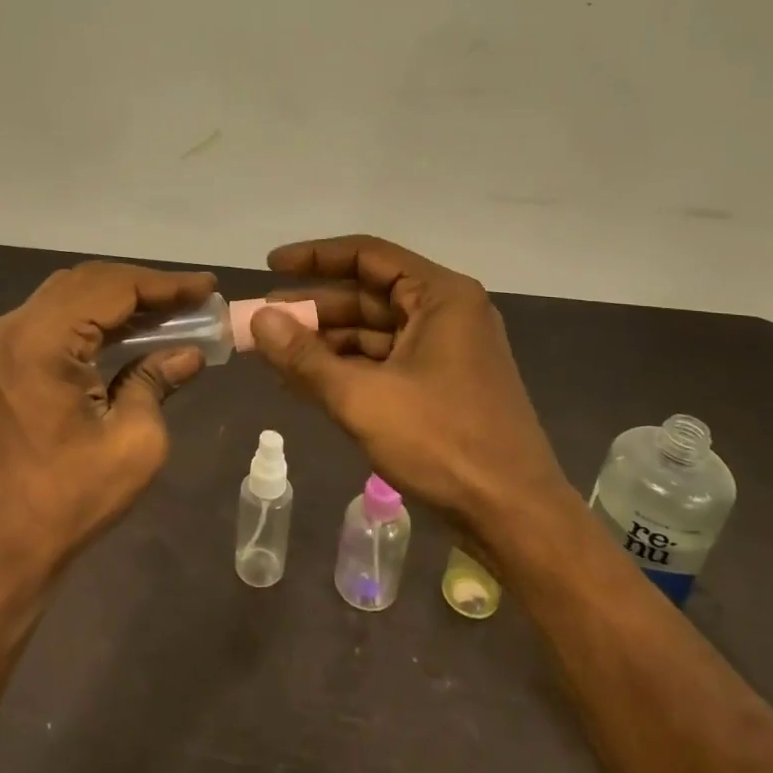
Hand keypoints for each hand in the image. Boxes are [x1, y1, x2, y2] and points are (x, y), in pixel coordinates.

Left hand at [0, 261, 216, 581]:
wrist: (1, 546)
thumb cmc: (69, 499)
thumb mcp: (134, 441)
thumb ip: (157, 381)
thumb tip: (190, 353)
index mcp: (43, 340)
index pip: (114, 288)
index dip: (167, 284)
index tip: (209, 286)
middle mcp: (17, 327)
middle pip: (91, 282)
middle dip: (146, 286)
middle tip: (195, 298)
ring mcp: (7, 342)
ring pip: (74, 295)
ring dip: (123, 298)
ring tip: (174, 310)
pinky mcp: (8, 360)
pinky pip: (59, 318)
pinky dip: (99, 317)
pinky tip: (135, 330)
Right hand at [249, 235, 567, 531]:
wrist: (514, 517)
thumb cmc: (443, 444)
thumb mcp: (362, 398)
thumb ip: (305, 357)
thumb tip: (258, 319)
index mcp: (441, 297)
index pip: (367, 256)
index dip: (315, 257)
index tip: (271, 266)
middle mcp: (447, 314)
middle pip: (367, 296)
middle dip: (312, 309)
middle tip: (261, 320)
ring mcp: (446, 352)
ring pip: (373, 333)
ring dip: (324, 343)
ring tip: (273, 355)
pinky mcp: (441, 386)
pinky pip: (384, 363)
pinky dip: (345, 370)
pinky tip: (304, 382)